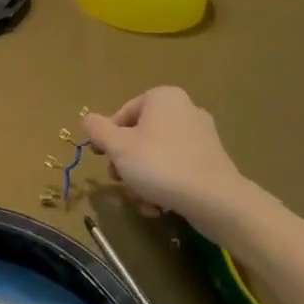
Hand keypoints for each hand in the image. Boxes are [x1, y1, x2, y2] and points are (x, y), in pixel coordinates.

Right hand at [82, 87, 260, 238]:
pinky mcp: (211, 161)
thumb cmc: (160, 165)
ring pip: (157, 156)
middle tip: (121, 182)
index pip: (122, 114)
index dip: (107, 138)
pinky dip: (165, 185)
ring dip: (143, 179)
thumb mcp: (118, 147)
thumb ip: (98, 130)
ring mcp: (202, 136)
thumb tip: (87, 119)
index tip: (102, 160)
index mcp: (163, 98)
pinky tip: (160, 206)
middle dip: (127, 162)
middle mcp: (185, 109)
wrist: (215, 200)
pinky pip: (177, 168)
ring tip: (142, 200)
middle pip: (140, 136)